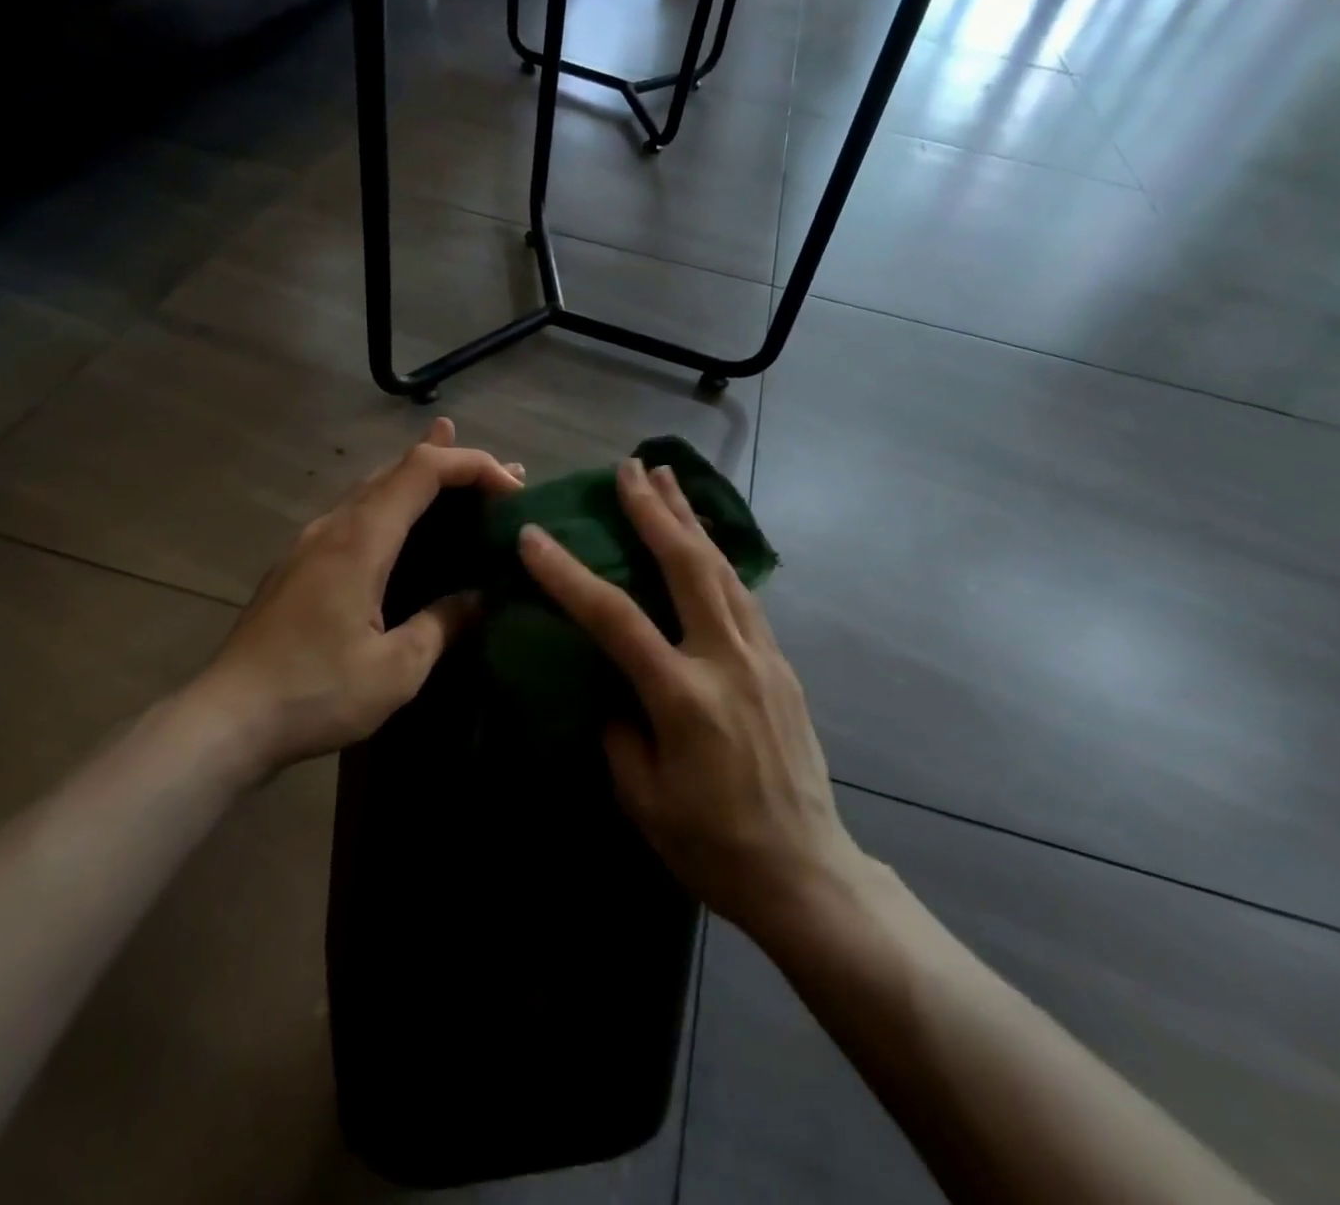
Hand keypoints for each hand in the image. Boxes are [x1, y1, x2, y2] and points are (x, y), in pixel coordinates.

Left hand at [182, 418, 522, 775]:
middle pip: (398, 469)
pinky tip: (404, 526)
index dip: (471, 464)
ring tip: (463, 481)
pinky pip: (357, 515)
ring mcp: (310, 543)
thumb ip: (442, 623)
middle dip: (455, 464)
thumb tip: (478, 598)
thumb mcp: (396, 668)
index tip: (512, 487)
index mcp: (361, 540)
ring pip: (374, 489)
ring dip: (422, 482)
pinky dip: (395, 506)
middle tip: (503, 478)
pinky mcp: (299, 565)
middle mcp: (334, 526)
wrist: (225, 720)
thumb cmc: (316, 692)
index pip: (422, 470)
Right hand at [518, 458, 863, 940]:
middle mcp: (726, 660)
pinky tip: (703, 542)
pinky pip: (743, 594)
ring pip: (723, 569)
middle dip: (654, 511)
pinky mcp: (781, 663)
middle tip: (630, 469)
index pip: (615, 618)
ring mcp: (762, 657)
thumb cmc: (712, 844)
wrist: (805, 870)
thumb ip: (617, 728)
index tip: (534, 537)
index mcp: (683, 697)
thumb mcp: (642, 796)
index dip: (568, 574)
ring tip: (668, 480)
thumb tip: (608, 684)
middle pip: (687, 566)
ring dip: (690, 520)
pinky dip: (717, 558)